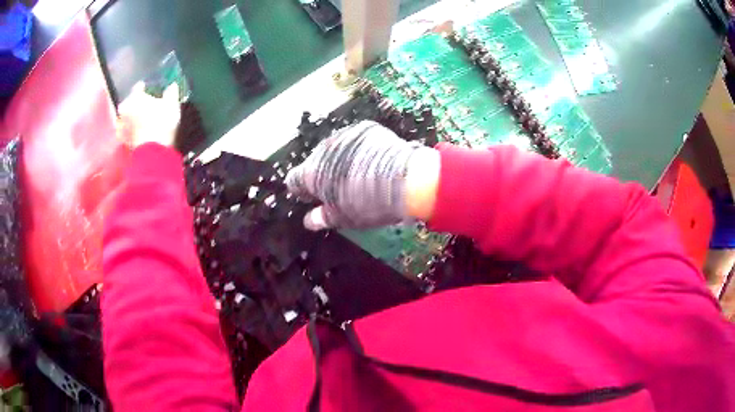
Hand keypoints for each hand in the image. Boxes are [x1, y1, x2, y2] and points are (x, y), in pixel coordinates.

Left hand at [117, 82, 180, 148]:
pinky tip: (143, 131)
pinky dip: (134, 129)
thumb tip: (172, 85)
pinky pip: (129, 130)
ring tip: (146, 119)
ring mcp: (122, 126)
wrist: (153, 153)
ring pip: (129, 117)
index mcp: (134, 97)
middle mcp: (125, 109)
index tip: (152, 89)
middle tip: (148, 105)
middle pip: (131, 102)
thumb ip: (171, 92)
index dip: (146, 87)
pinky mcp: (124, 141)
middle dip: (138, 103)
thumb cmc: (161, 123)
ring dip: (135, 117)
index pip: (139, 87)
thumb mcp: (171, 104)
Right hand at [285, 120, 439, 230]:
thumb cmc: (368, 204)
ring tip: (358, 174)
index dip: (302, 190)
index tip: (313, 198)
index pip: (294, 180)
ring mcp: (345, 135)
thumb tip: (309, 221)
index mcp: (312, 173)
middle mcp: (323, 150)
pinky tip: (374, 161)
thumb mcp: (343, 218)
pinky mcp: (365, 128)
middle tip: (340, 188)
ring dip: (340, 160)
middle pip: (316, 163)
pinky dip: (359, 150)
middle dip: (323, 174)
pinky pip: (355, 141)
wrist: (406, 180)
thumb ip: (321, 218)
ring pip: (335, 150)